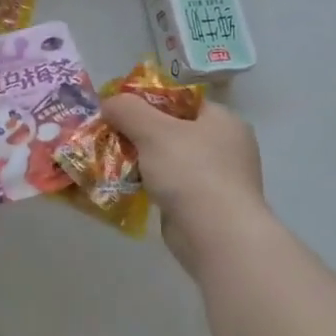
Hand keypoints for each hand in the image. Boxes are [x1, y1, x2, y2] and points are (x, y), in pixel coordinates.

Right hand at [103, 93, 265, 272]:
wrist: (216, 235)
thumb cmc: (190, 172)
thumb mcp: (153, 130)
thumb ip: (127, 109)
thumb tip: (109, 103)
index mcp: (223, 121)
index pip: (182, 100)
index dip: (148, 100)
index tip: (119, 108)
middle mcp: (226, 146)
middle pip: (174, 129)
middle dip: (140, 132)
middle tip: (110, 133)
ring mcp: (219, 178)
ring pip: (170, 159)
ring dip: (143, 160)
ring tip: (111, 159)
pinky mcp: (206, 205)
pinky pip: (172, 185)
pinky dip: (151, 184)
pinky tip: (127, 185)